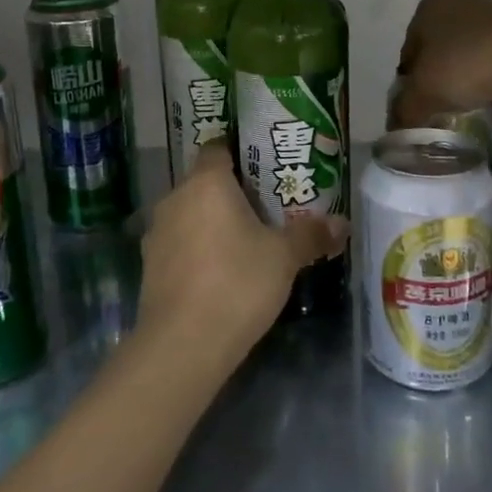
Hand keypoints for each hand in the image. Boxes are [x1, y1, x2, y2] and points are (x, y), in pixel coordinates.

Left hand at [137, 142, 345, 373]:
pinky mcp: (149, 264)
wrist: (182, 344)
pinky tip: (218, 270)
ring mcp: (157, 231)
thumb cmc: (237, 283)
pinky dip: (196, 247)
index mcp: (206, 182)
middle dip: (230, 191)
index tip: (263, 166)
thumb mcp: (283, 258)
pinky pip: (178, 241)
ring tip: (243, 239)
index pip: (217, 147)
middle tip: (264, 206)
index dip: (238, 152)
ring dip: (210, 220)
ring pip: (189, 212)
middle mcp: (175, 197)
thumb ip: (310, 235)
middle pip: (203, 181)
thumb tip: (342, 224)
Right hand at [393, 0, 491, 129]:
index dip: (409, 84)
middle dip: (443, 87)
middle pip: (443, 56)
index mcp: (430, 8)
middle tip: (443, 115)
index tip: (417, 110)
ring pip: (475, 63)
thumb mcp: (424, 92)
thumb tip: (396, 128)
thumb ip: (405, 110)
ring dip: (474, 91)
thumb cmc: (469, 62)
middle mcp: (461, 5)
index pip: (409, 52)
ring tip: (475, 120)